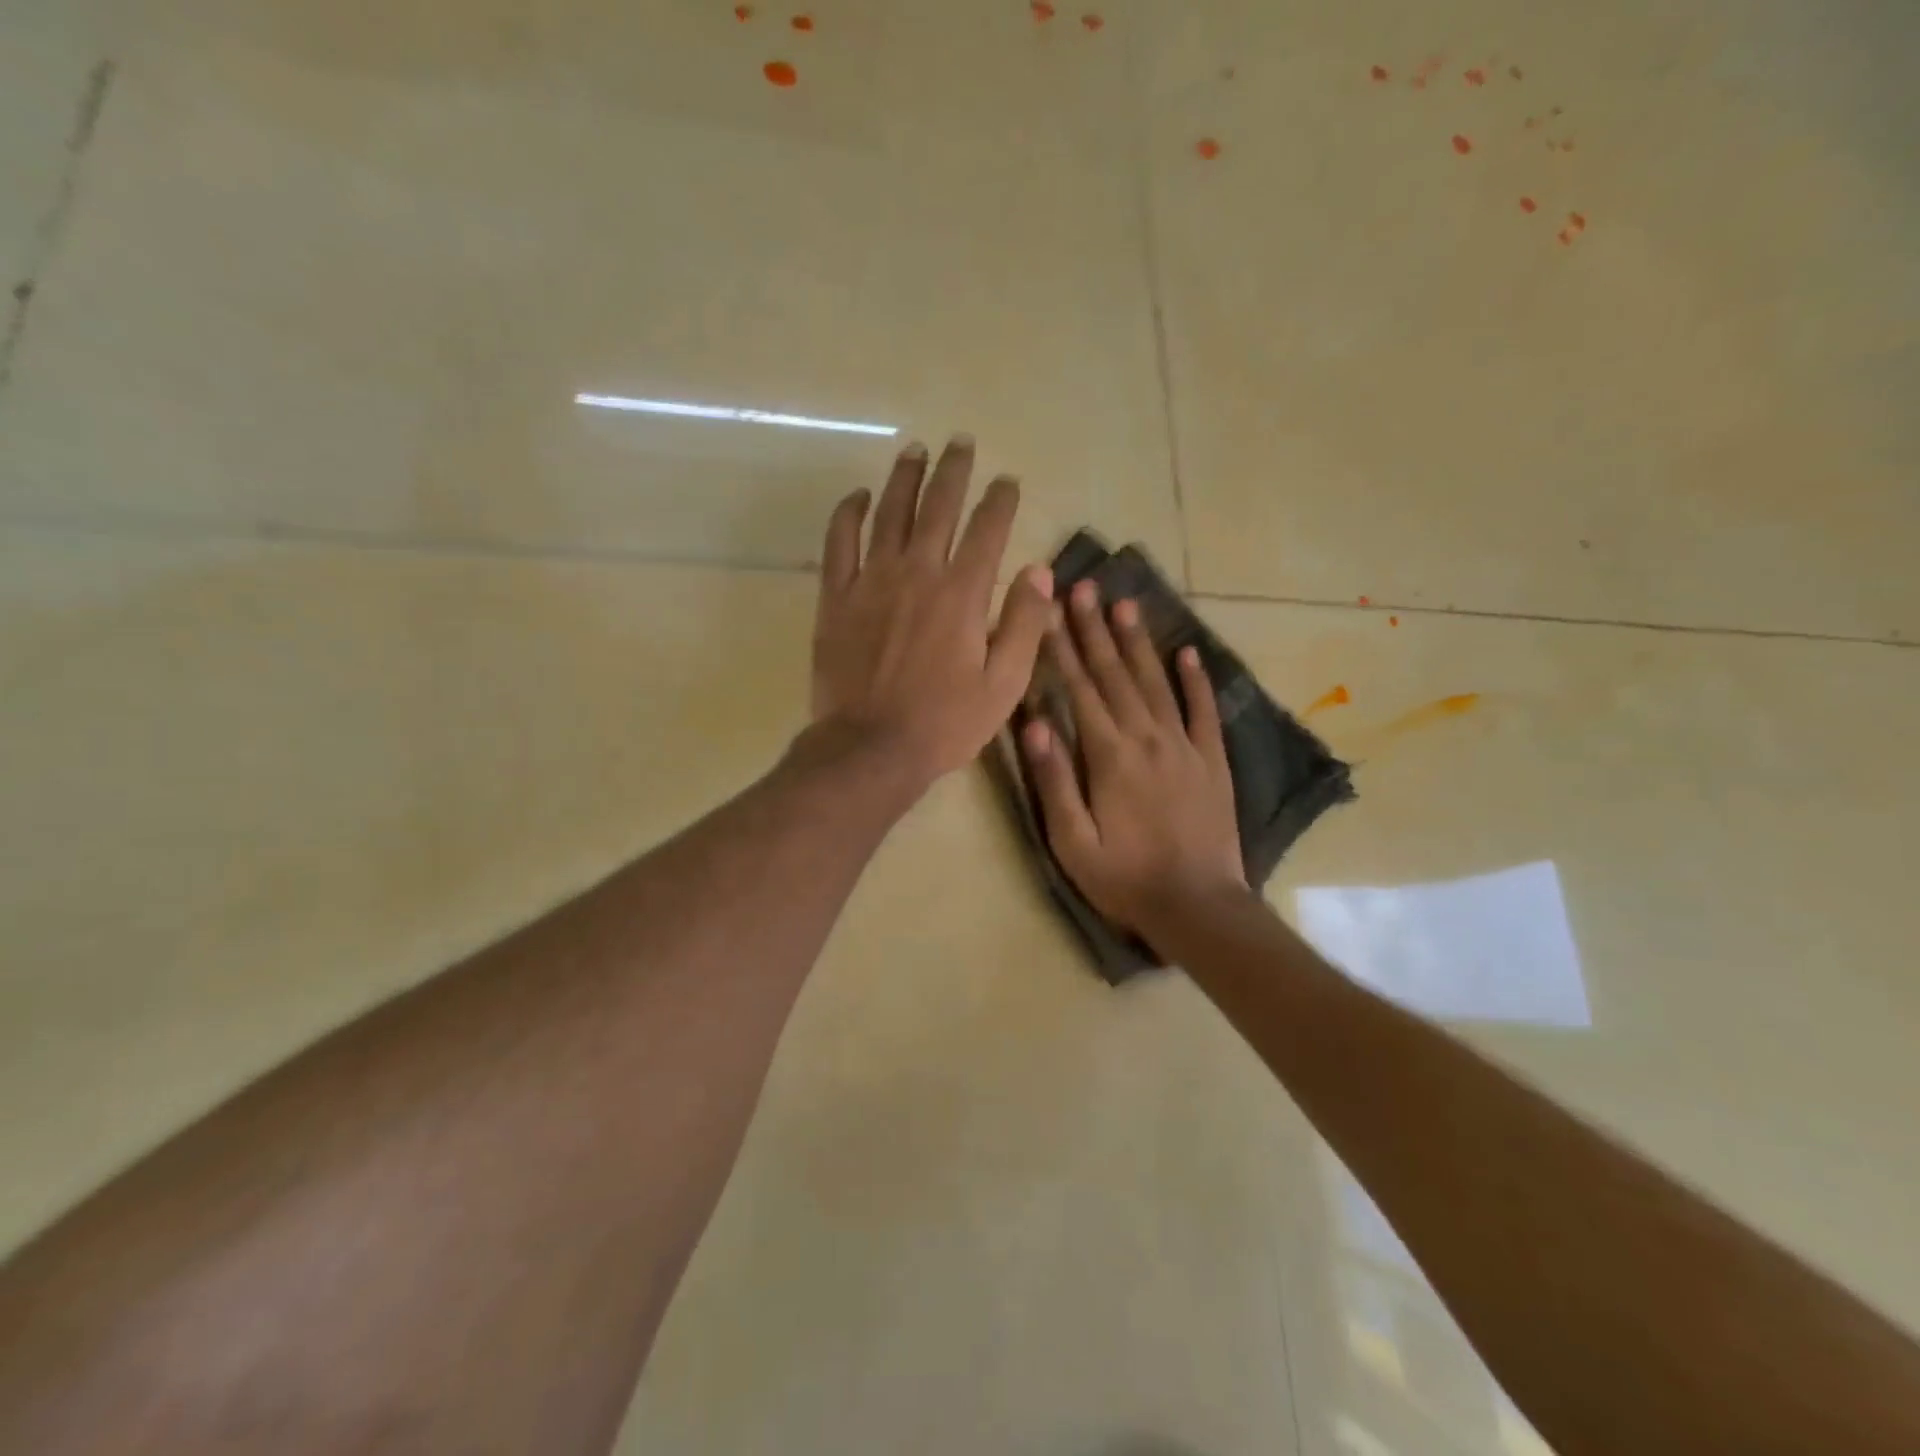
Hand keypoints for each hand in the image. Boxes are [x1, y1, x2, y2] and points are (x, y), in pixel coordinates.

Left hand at [812, 435, 1053, 792]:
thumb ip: (1024, 625)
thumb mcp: (1003, 685)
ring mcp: (871, 581)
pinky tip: (860, 497)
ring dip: (905, 477)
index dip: (1001, 500)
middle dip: (954, 470)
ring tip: (915, 450)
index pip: (988, 529)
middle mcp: (918, 573)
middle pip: (938, 506)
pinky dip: (850, 514)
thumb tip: (1039, 571)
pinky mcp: (835, 598)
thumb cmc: (944, 723)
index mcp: (963, 593)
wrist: (871, 748)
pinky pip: (839, 542)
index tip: (1007, 482)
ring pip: (889, 513)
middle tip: (961, 443)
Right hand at [1022, 580, 1246, 938]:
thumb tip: (1033, 722)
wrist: (1199, 907)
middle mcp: (1147, 738)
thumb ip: (1053, 780)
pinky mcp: (1212, 761)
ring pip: (1156, 682)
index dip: (1061, 648)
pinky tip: (1187, 652)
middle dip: (1095, 629)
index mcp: (1109, 755)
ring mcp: (1184, 746)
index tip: (1048, 609)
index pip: (1079, 689)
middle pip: (1115, 675)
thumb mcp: (1072, 842)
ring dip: (1138, 642)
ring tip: (1125, 603)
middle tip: (1083, 587)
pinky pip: (1203, 711)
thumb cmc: (1125, 879)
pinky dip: (1195, 680)